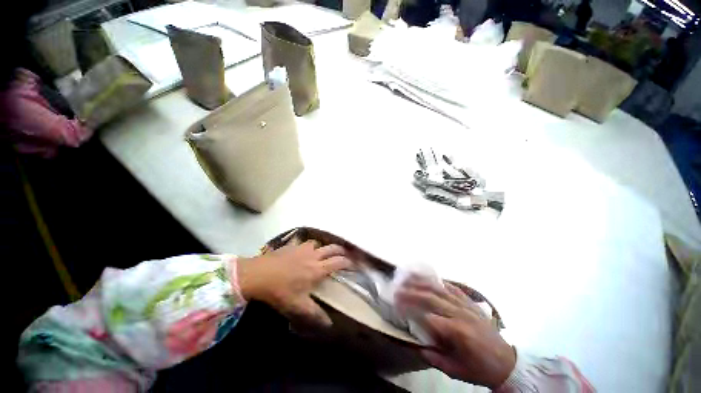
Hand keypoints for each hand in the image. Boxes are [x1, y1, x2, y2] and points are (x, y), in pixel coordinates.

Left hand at [236, 241, 350, 326]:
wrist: (258, 275)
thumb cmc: (280, 291)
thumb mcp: (298, 307)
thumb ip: (315, 315)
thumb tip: (330, 324)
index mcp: (317, 269)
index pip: (338, 262)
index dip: (348, 262)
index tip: (354, 264)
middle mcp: (313, 256)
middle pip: (332, 248)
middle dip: (341, 250)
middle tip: (345, 253)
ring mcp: (302, 248)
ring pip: (318, 243)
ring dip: (323, 247)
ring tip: (323, 252)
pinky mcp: (292, 246)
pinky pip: (304, 242)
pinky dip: (308, 246)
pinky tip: (303, 250)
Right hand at [395, 277, 515, 388]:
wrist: (507, 362)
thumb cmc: (479, 368)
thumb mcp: (456, 371)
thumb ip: (435, 358)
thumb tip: (417, 346)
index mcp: (456, 332)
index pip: (427, 315)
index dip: (409, 308)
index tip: (396, 305)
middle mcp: (459, 314)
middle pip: (430, 297)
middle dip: (411, 291)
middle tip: (397, 288)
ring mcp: (465, 305)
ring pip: (440, 288)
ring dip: (422, 281)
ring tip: (409, 276)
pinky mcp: (470, 302)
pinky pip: (453, 288)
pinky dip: (440, 281)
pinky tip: (430, 278)